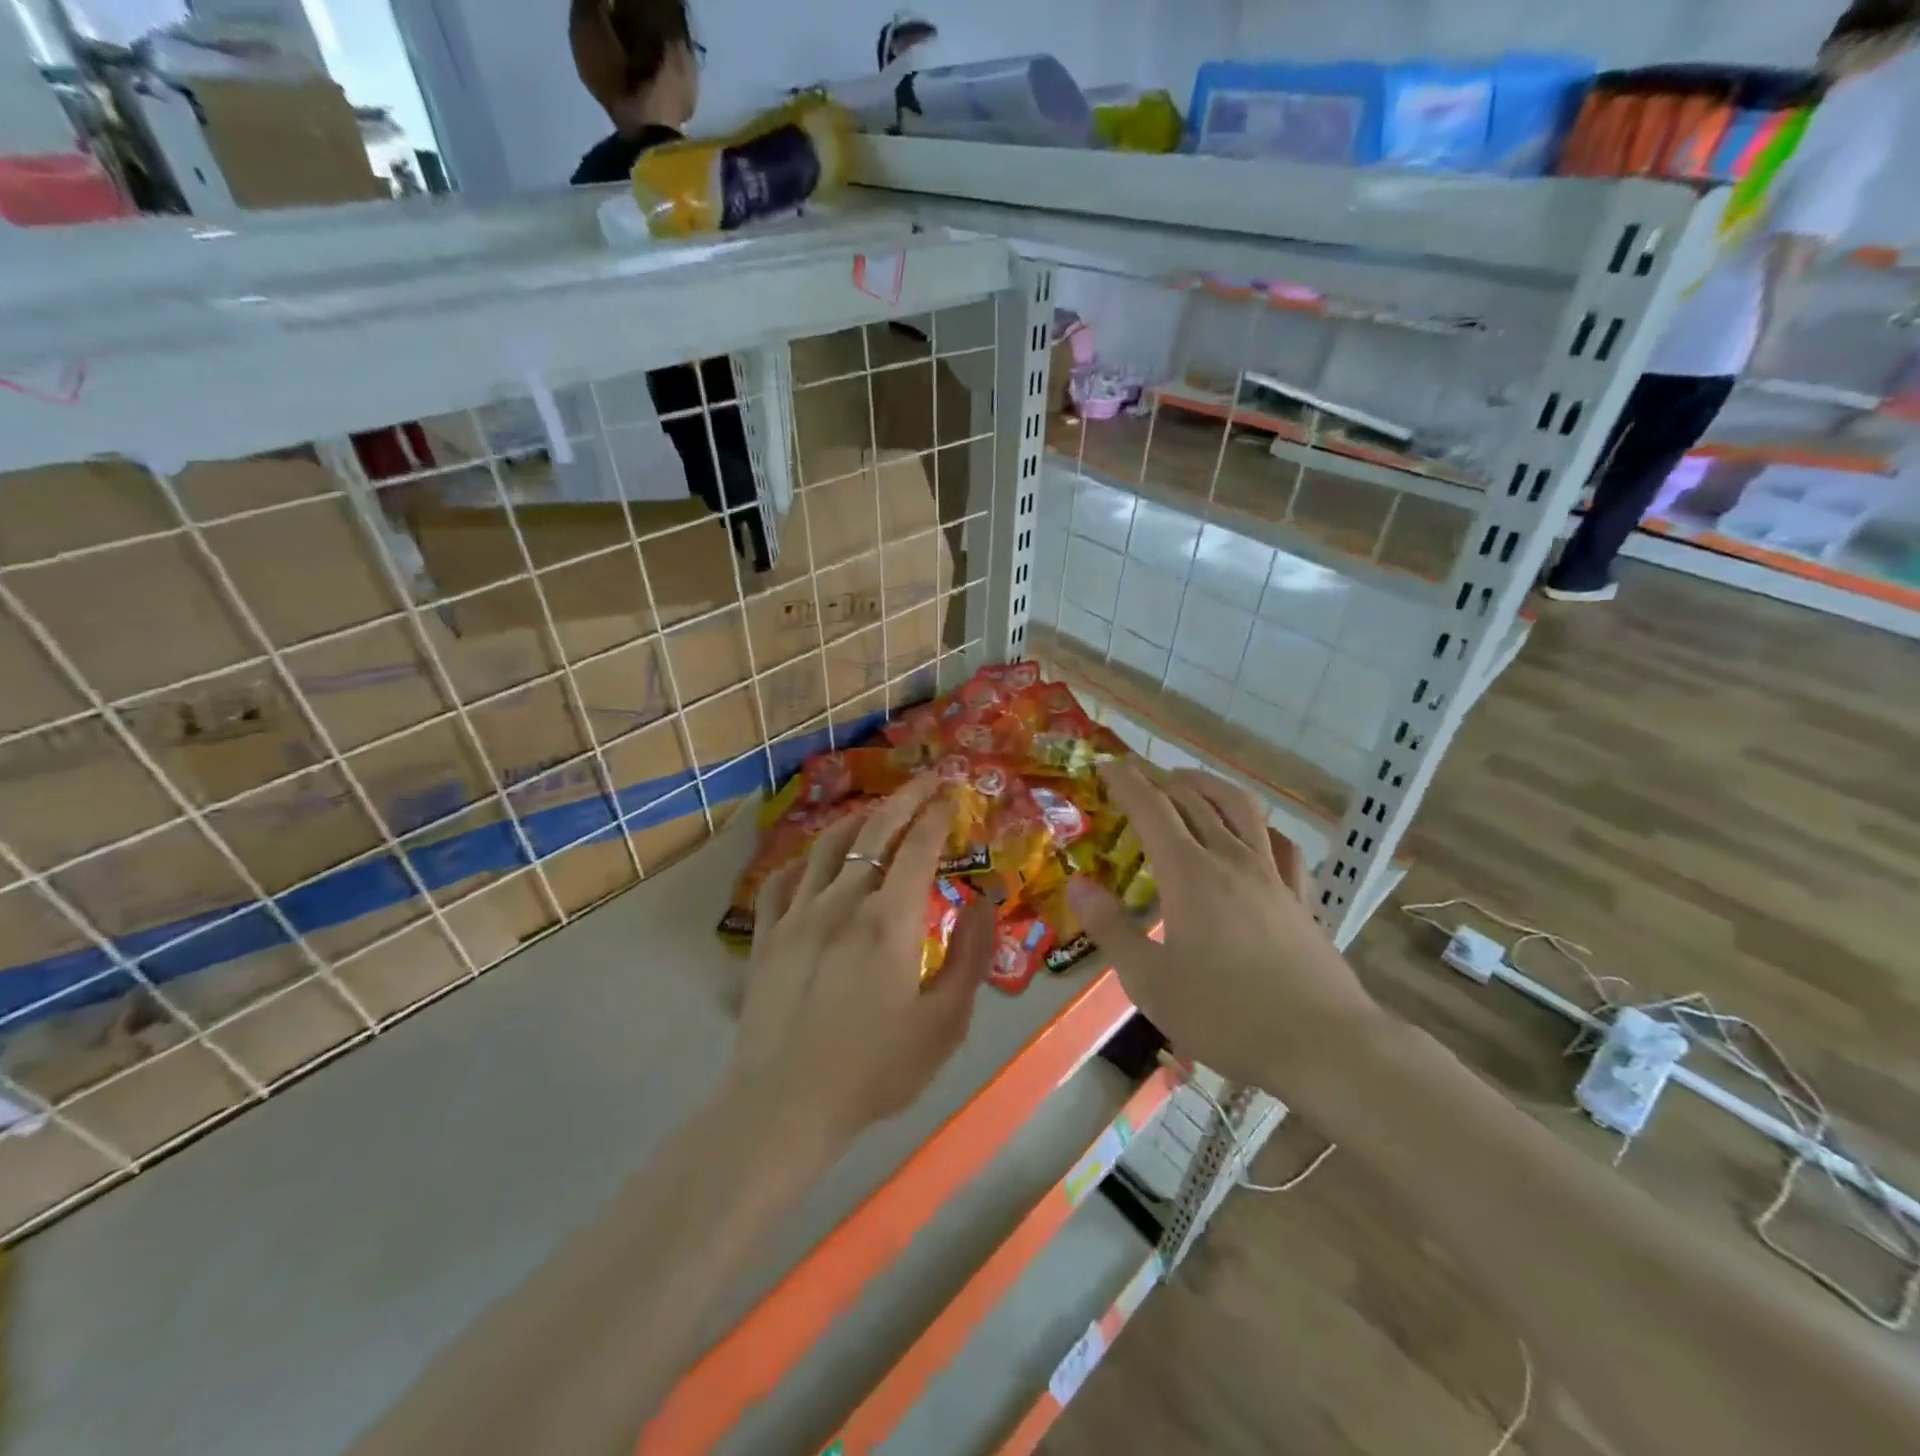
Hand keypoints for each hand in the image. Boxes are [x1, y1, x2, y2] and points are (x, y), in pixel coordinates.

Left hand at [731, 776, 990, 1147]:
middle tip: (925, 780)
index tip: (951, 794)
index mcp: (889, 919)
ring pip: (828, 846)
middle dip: (904, 799)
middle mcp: (842, 901)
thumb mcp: (945, 1022)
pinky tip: (815, 863)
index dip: (937, 815)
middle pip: (874, 832)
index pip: (918, 847)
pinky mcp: (767, 935)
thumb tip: (985, 898)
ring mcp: (798, 914)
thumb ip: (971, 954)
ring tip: (876, 812)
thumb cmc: (875, 1069)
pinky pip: (784, 880)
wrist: (785, 1104)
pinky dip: (805, 861)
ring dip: (857, 821)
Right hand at [1066, 762, 1380, 1092]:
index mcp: (1189, 873)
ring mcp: (1273, 875)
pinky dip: (1260, 827)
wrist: (1323, 1045)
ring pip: (1241, 808)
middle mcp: (1231, 859)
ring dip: (1209, 786)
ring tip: (1189, 783)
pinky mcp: (1301, 897)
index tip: (1106, 765)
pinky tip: (1255, 835)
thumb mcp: (1150, 981)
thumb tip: (1077, 885)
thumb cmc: (1226, 1015)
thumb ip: (1111, 928)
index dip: (1126, 781)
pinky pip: (1281, 844)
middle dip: (1161, 777)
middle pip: (1194, 798)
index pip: (1152, 808)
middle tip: (1137, 773)